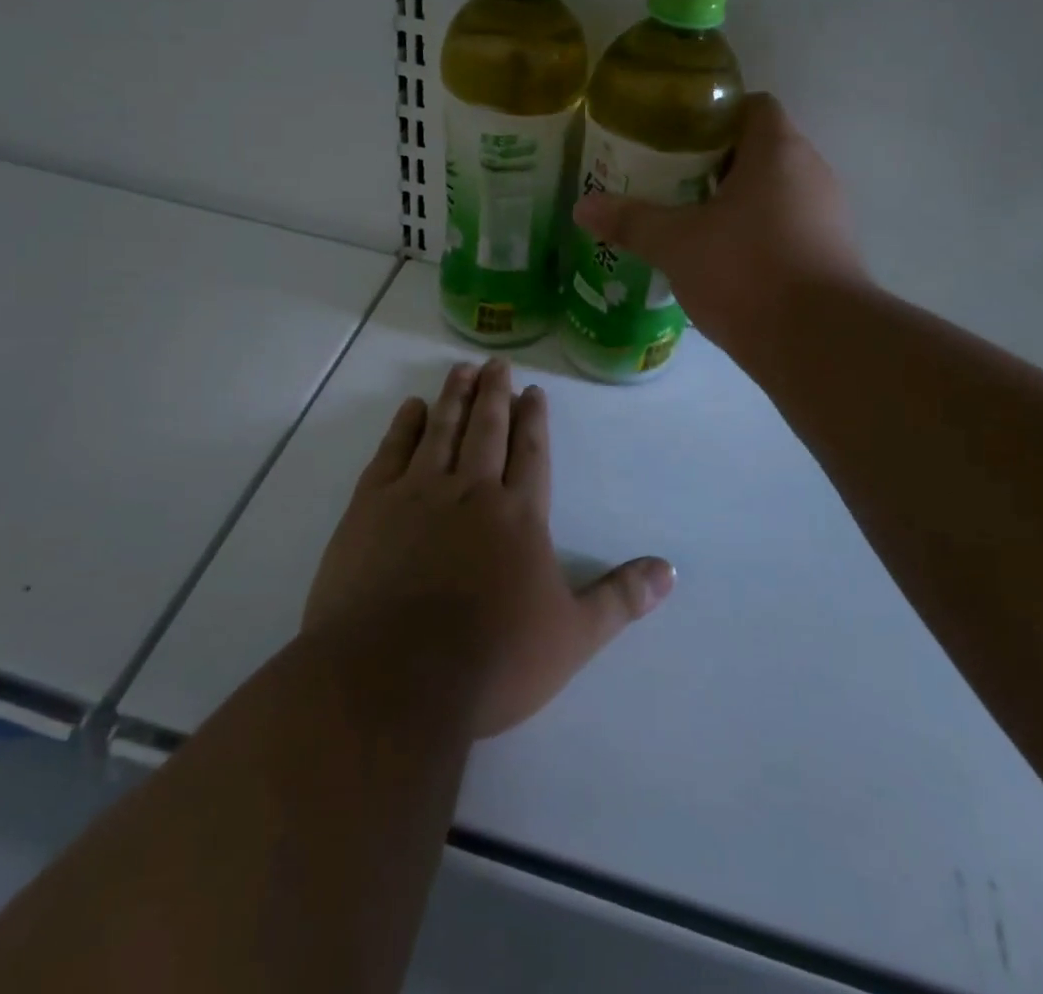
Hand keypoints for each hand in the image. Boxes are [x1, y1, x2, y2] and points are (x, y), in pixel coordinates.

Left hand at [303, 358, 674, 738]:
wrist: (396, 680)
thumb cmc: (492, 661)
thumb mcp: (573, 636)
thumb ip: (620, 597)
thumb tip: (670, 570)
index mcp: (519, 514)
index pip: (531, 452)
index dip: (534, 419)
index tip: (533, 390)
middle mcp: (471, 490)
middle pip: (487, 429)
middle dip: (495, 393)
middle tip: (496, 363)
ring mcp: (417, 493)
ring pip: (442, 430)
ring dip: (455, 397)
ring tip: (462, 369)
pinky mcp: (371, 507)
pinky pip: (392, 452)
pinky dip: (404, 425)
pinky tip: (411, 407)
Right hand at [573, 93, 866, 360]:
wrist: (818, 342)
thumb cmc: (746, 271)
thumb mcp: (676, 244)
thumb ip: (631, 221)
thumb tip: (581, 206)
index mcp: (777, 150)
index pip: (752, 106)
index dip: (714, 117)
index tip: (676, 140)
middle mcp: (811, 172)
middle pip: (761, 150)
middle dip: (716, 164)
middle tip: (670, 184)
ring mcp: (828, 215)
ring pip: (775, 193)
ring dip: (737, 203)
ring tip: (691, 224)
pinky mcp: (831, 254)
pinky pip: (788, 228)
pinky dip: (757, 236)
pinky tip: (724, 263)